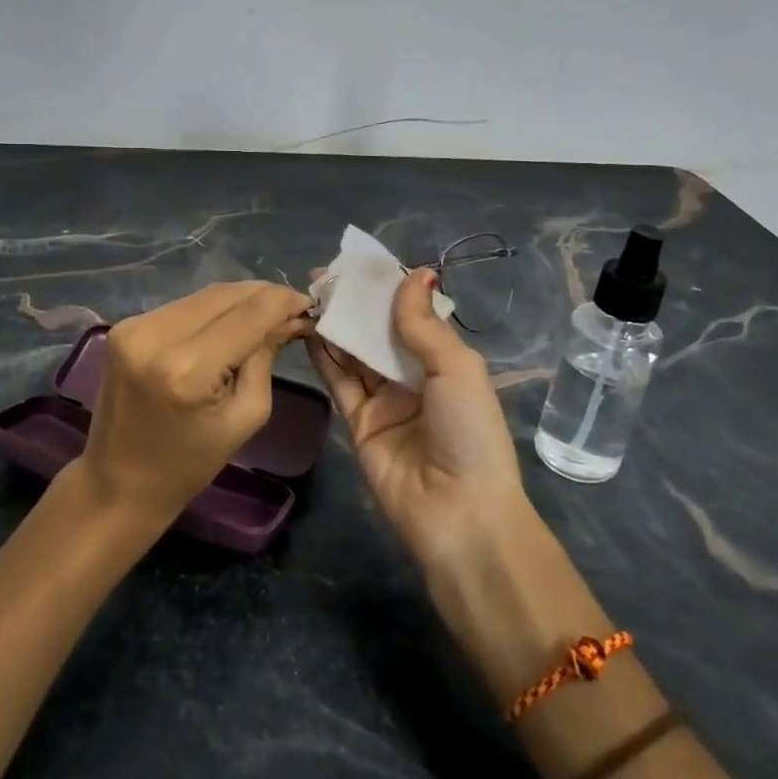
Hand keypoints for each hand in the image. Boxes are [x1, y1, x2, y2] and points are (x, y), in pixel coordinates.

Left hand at [82, 281, 313, 525]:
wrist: (118, 483)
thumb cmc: (188, 465)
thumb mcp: (244, 418)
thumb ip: (265, 358)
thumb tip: (288, 318)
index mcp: (187, 369)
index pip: (249, 314)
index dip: (283, 301)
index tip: (309, 304)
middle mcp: (156, 336)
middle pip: (225, 295)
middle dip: (264, 296)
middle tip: (293, 308)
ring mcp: (134, 327)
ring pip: (203, 296)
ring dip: (238, 300)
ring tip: (266, 315)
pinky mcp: (124, 327)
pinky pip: (182, 307)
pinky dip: (211, 311)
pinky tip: (229, 324)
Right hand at [306, 268, 528, 567]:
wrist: (459, 513)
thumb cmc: (469, 432)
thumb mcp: (456, 369)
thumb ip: (423, 324)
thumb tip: (415, 271)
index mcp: (445, 362)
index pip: (412, 316)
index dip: (387, 290)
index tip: (358, 264)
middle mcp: (413, 377)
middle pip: (379, 332)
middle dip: (355, 305)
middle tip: (324, 276)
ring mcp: (384, 400)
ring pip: (355, 353)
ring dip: (336, 325)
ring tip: (311, 294)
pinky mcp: (358, 422)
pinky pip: (339, 381)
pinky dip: (324, 356)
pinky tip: (309, 328)